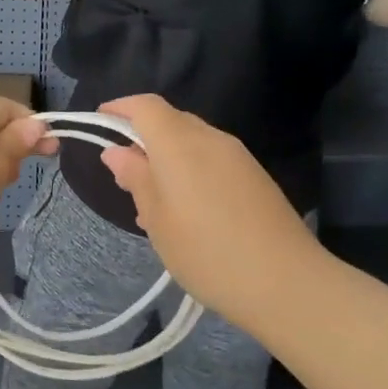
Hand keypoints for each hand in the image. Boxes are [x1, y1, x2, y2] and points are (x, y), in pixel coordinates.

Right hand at [96, 95, 319, 326]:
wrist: (287, 283)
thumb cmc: (207, 253)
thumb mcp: (158, 220)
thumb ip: (136, 178)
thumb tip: (116, 151)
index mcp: (180, 143)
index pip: (146, 105)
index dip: (120, 108)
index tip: (100, 123)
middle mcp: (210, 138)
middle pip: (170, 120)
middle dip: (142, 135)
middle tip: (124, 173)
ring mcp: (238, 155)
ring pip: (192, 140)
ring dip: (167, 156)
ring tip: (151, 201)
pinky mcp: (255, 175)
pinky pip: (212, 158)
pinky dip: (190, 169)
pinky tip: (186, 211)